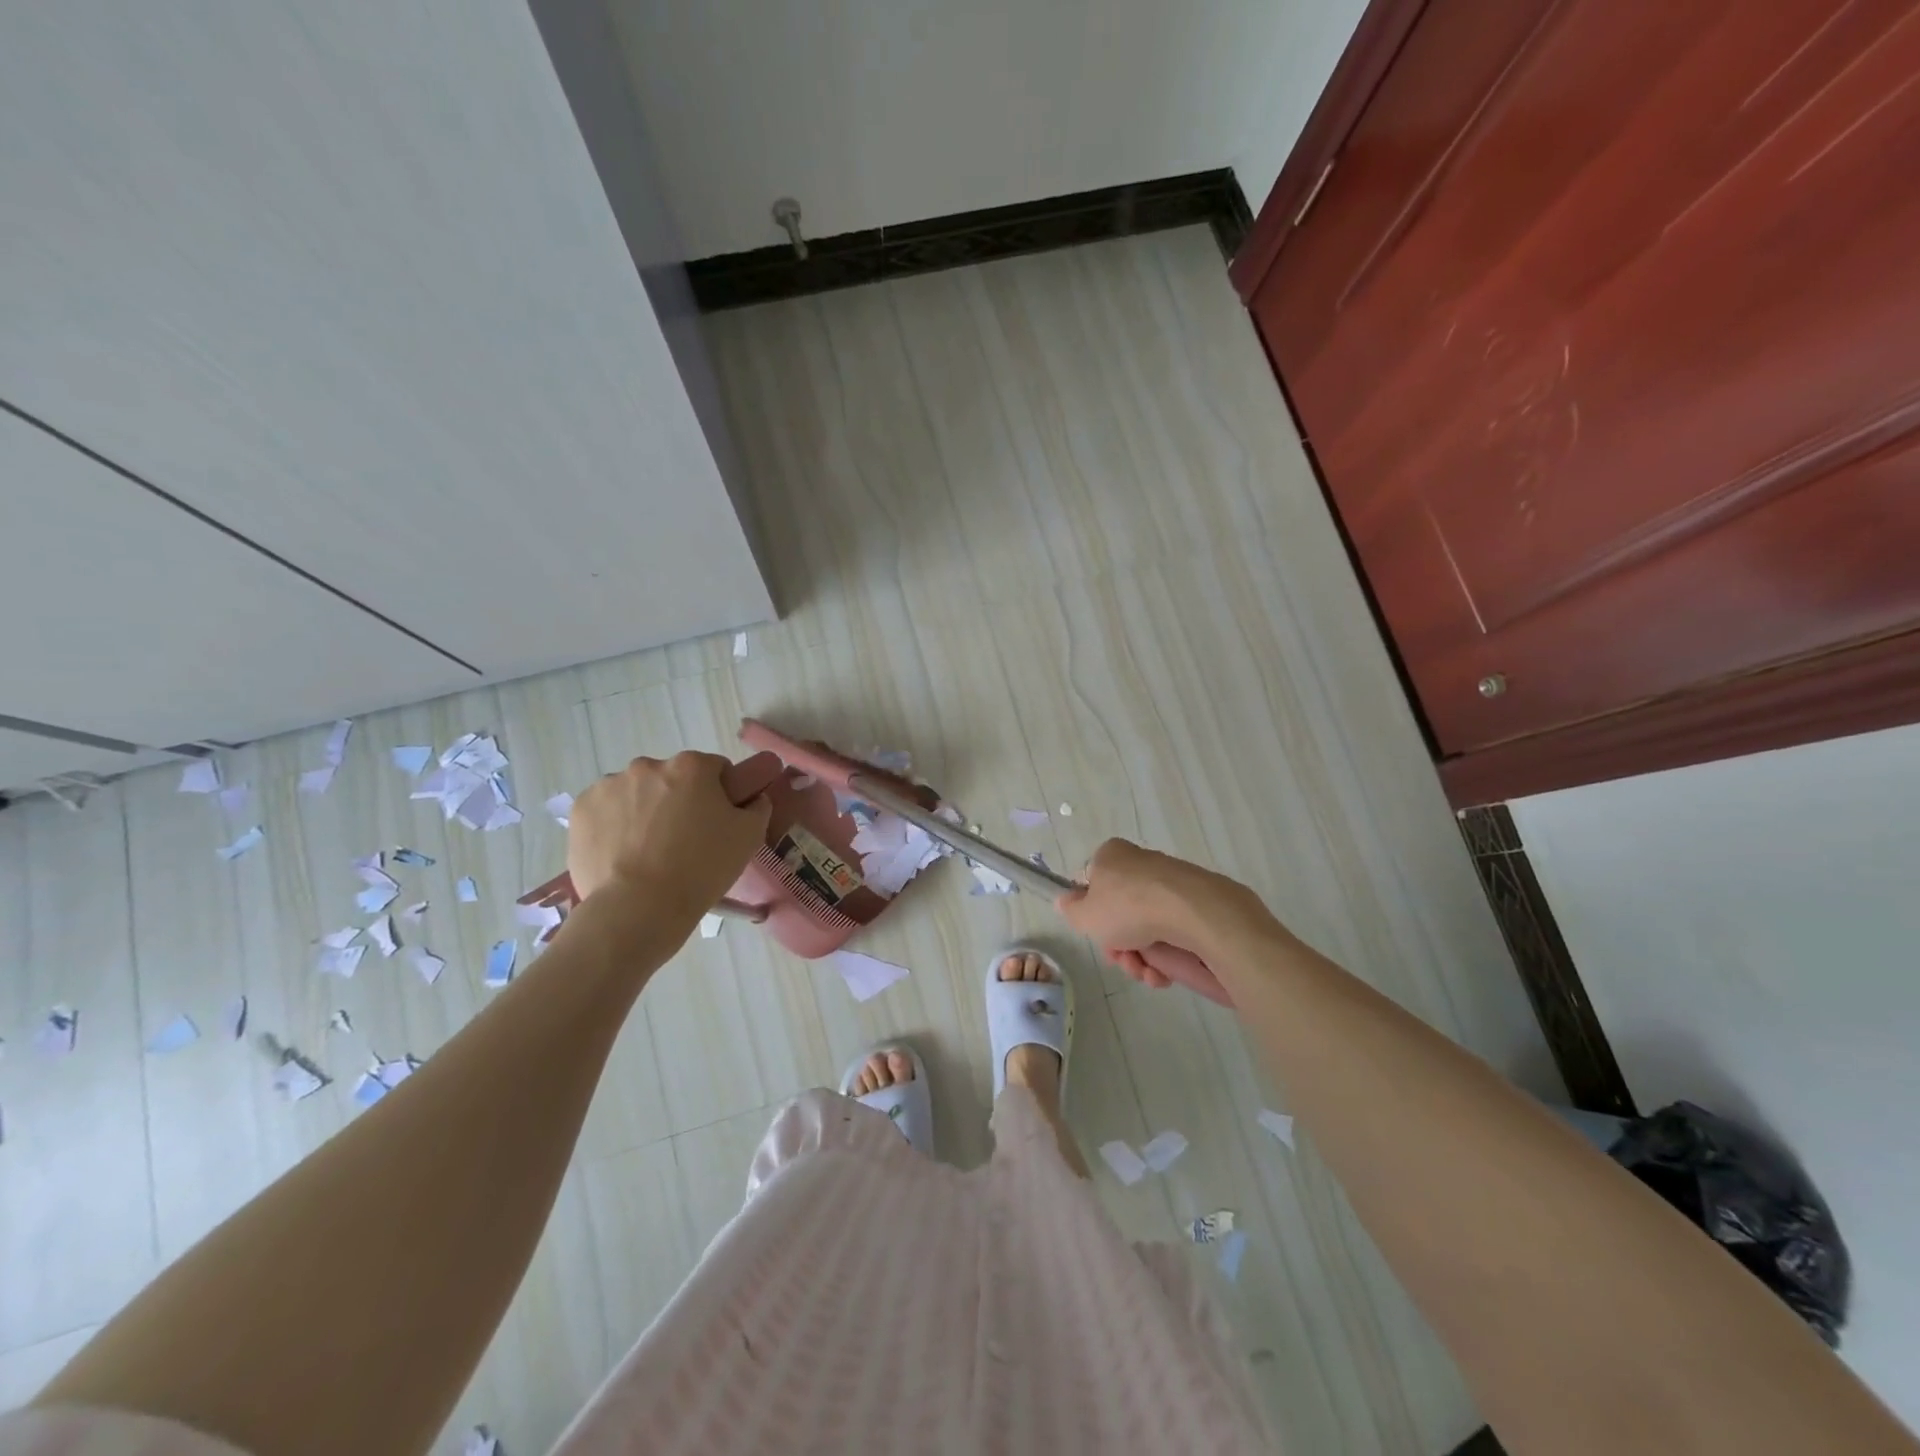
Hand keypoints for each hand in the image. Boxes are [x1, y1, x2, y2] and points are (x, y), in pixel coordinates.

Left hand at [567, 752, 771, 917]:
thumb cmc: (701, 868)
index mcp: (692, 766)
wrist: (639, 908)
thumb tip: (752, 798)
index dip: (720, 795)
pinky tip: (623, 854)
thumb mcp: (749, 838)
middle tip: (684, 841)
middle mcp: (648, 765)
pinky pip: (606, 811)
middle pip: (672, 779)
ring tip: (649, 853)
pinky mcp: (582, 810)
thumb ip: (757, 807)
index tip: (717, 823)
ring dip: (645, 811)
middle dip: (679, 801)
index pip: (715, 769)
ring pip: (636, 794)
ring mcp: (609, 785)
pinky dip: (614, 825)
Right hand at [1055, 838, 1266, 987]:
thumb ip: (1070, 910)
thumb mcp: (1085, 914)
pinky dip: (1165, 956)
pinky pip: (1171, 932)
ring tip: (1146, 973)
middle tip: (1122, 960)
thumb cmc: (1128, 907)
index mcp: (1112, 856)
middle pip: (1119, 912)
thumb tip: (1064, 901)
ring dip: (1140, 958)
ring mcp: (1170, 883)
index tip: (1098, 935)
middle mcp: (1140, 864)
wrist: (1193, 912)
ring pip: (1145, 928)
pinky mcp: (1195, 903)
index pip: (1093, 884)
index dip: (1092, 915)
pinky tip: (1163, 974)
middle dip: (1119, 945)